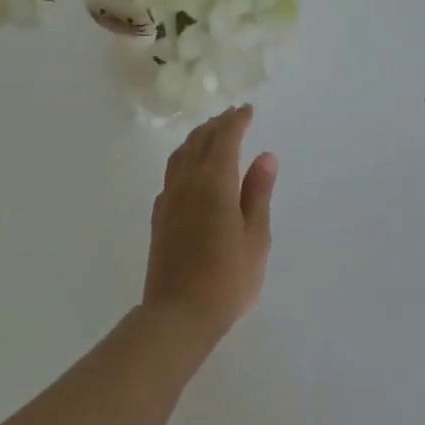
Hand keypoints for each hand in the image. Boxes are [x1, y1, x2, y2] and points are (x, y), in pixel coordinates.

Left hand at [142, 105, 276, 344]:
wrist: (177, 314)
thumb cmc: (226, 279)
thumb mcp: (255, 238)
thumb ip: (258, 193)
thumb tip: (265, 156)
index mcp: (214, 181)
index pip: (225, 138)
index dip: (237, 121)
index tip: (248, 110)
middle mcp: (188, 180)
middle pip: (201, 139)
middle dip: (218, 124)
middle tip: (233, 115)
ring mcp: (169, 196)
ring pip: (182, 152)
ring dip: (198, 136)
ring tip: (212, 132)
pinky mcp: (159, 214)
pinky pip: (173, 171)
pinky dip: (185, 157)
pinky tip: (191, 168)